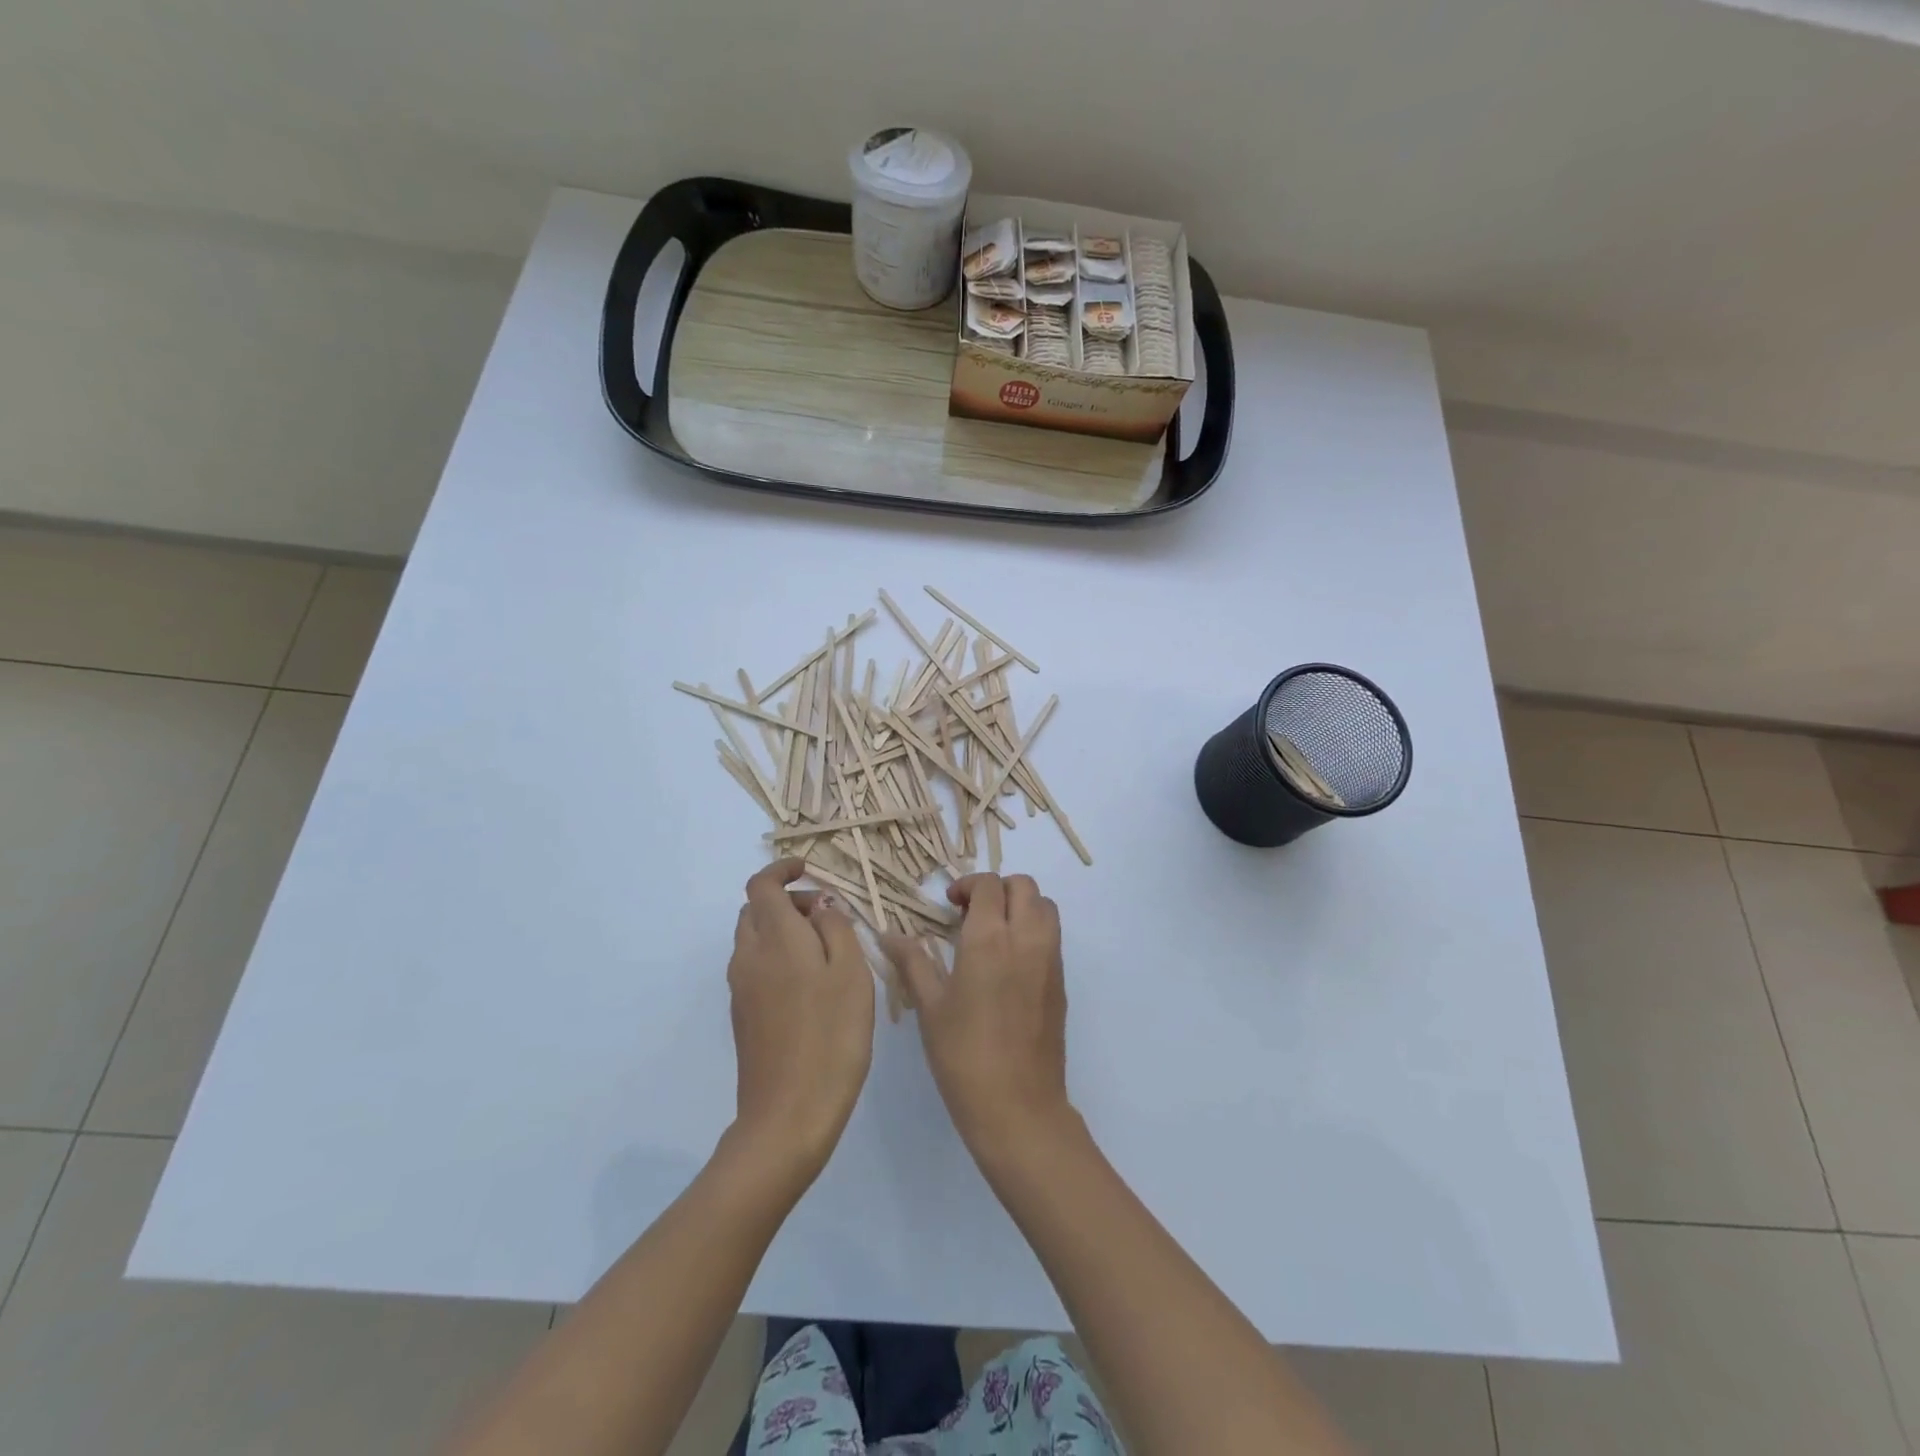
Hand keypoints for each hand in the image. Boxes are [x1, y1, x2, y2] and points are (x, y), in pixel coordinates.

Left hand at [727, 859, 874, 1179]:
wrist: (788, 1114)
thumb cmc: (832, 1037)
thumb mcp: (851, 974)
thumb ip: (836, 928)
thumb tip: (820, 906)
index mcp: (776, 939)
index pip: (761, 885)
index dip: (781, 870)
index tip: (808, 871)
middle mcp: (749, 957)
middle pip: (755, 910)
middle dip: (786, 901)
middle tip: (826, 917)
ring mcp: (741, 988)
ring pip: (754, 939)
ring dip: (782, 930)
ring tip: (825, 951)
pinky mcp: (743, 1015)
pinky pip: (755, 967)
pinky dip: (777, 956)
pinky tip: (810, 985)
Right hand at [883, 873, 1071, 1151]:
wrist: (1018, 1106)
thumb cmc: (964, 1056)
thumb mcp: (930, 1007)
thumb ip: (912, 962)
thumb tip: (888, 935)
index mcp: (990, 939)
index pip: (988, 885)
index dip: (968, 885)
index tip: (949, 904)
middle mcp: (1026, 939)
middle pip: (1023, 886)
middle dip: (997, 888)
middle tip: (971, 912)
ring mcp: (1049, 959)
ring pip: (1044, 906)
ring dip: (1020, 904)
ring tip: (993, 931)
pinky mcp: (1061, 980)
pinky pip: (1052, 934)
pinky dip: (1033, 927)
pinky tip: (1008, 960)